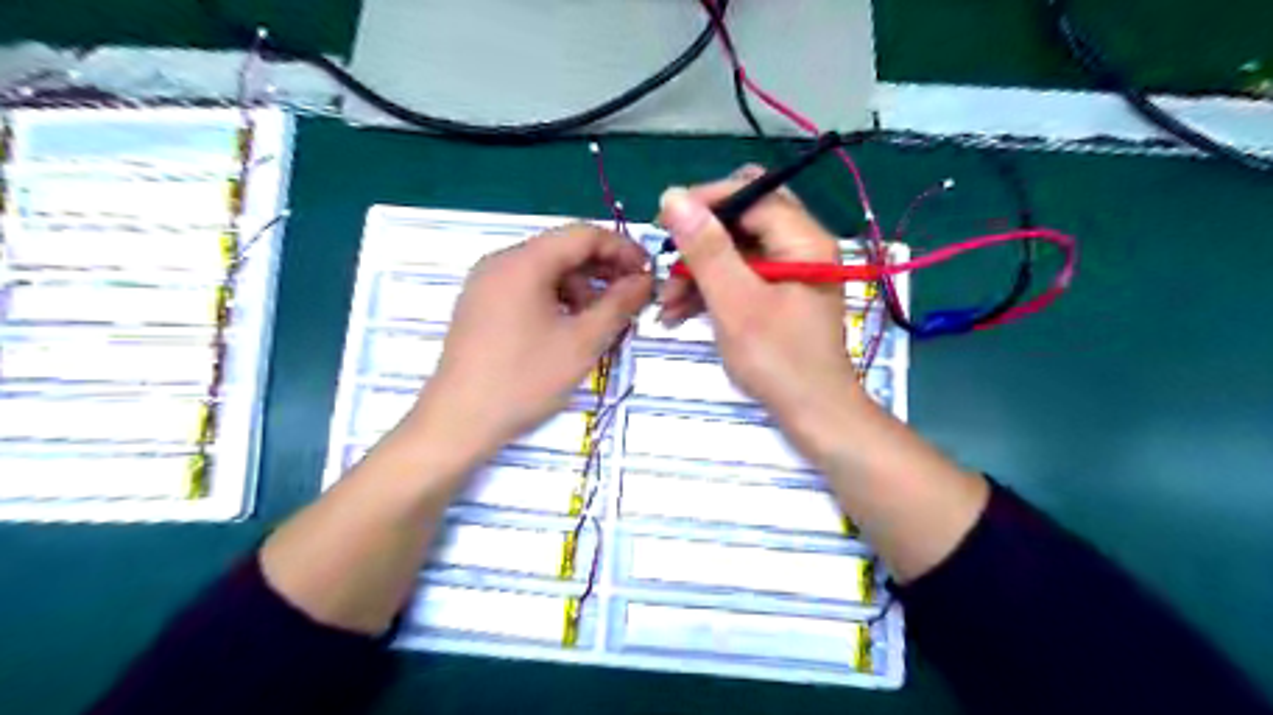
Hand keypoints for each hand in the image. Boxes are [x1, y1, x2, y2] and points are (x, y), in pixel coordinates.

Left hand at [407, 222, 651, 461]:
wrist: (458, 422)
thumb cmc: (524, 380)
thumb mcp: (582, 342)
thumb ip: (619, 304)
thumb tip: (645, 280)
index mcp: (523, 262)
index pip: (583, 234)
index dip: (622, 249)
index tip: (649, 274)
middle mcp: (500, 262)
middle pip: (563, 251)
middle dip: (603, 271)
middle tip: (632, 300)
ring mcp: (486, 284)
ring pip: (546, 271)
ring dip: (581, 289)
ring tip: (602, 322)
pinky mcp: (480, 306)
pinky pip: (527, 289)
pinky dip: (556, 300)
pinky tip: (569, 329)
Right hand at [656, 165, 865, 426]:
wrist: (813, 415)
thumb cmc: (779, 361)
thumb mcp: (736, 303)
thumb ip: (707, 250)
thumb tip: (673, 197)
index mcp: (802, 239)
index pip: (751, 193)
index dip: (705, 202)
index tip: (664, 222)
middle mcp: (800, 246)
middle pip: (742, 219)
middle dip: (700, 240)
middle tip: (667, 262)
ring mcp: (789, 271)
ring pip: (735, 250)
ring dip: (698, 271)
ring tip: (666, 303)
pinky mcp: (777, 294)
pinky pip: (739, 277)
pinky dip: (710, 290)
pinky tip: (679, 313)